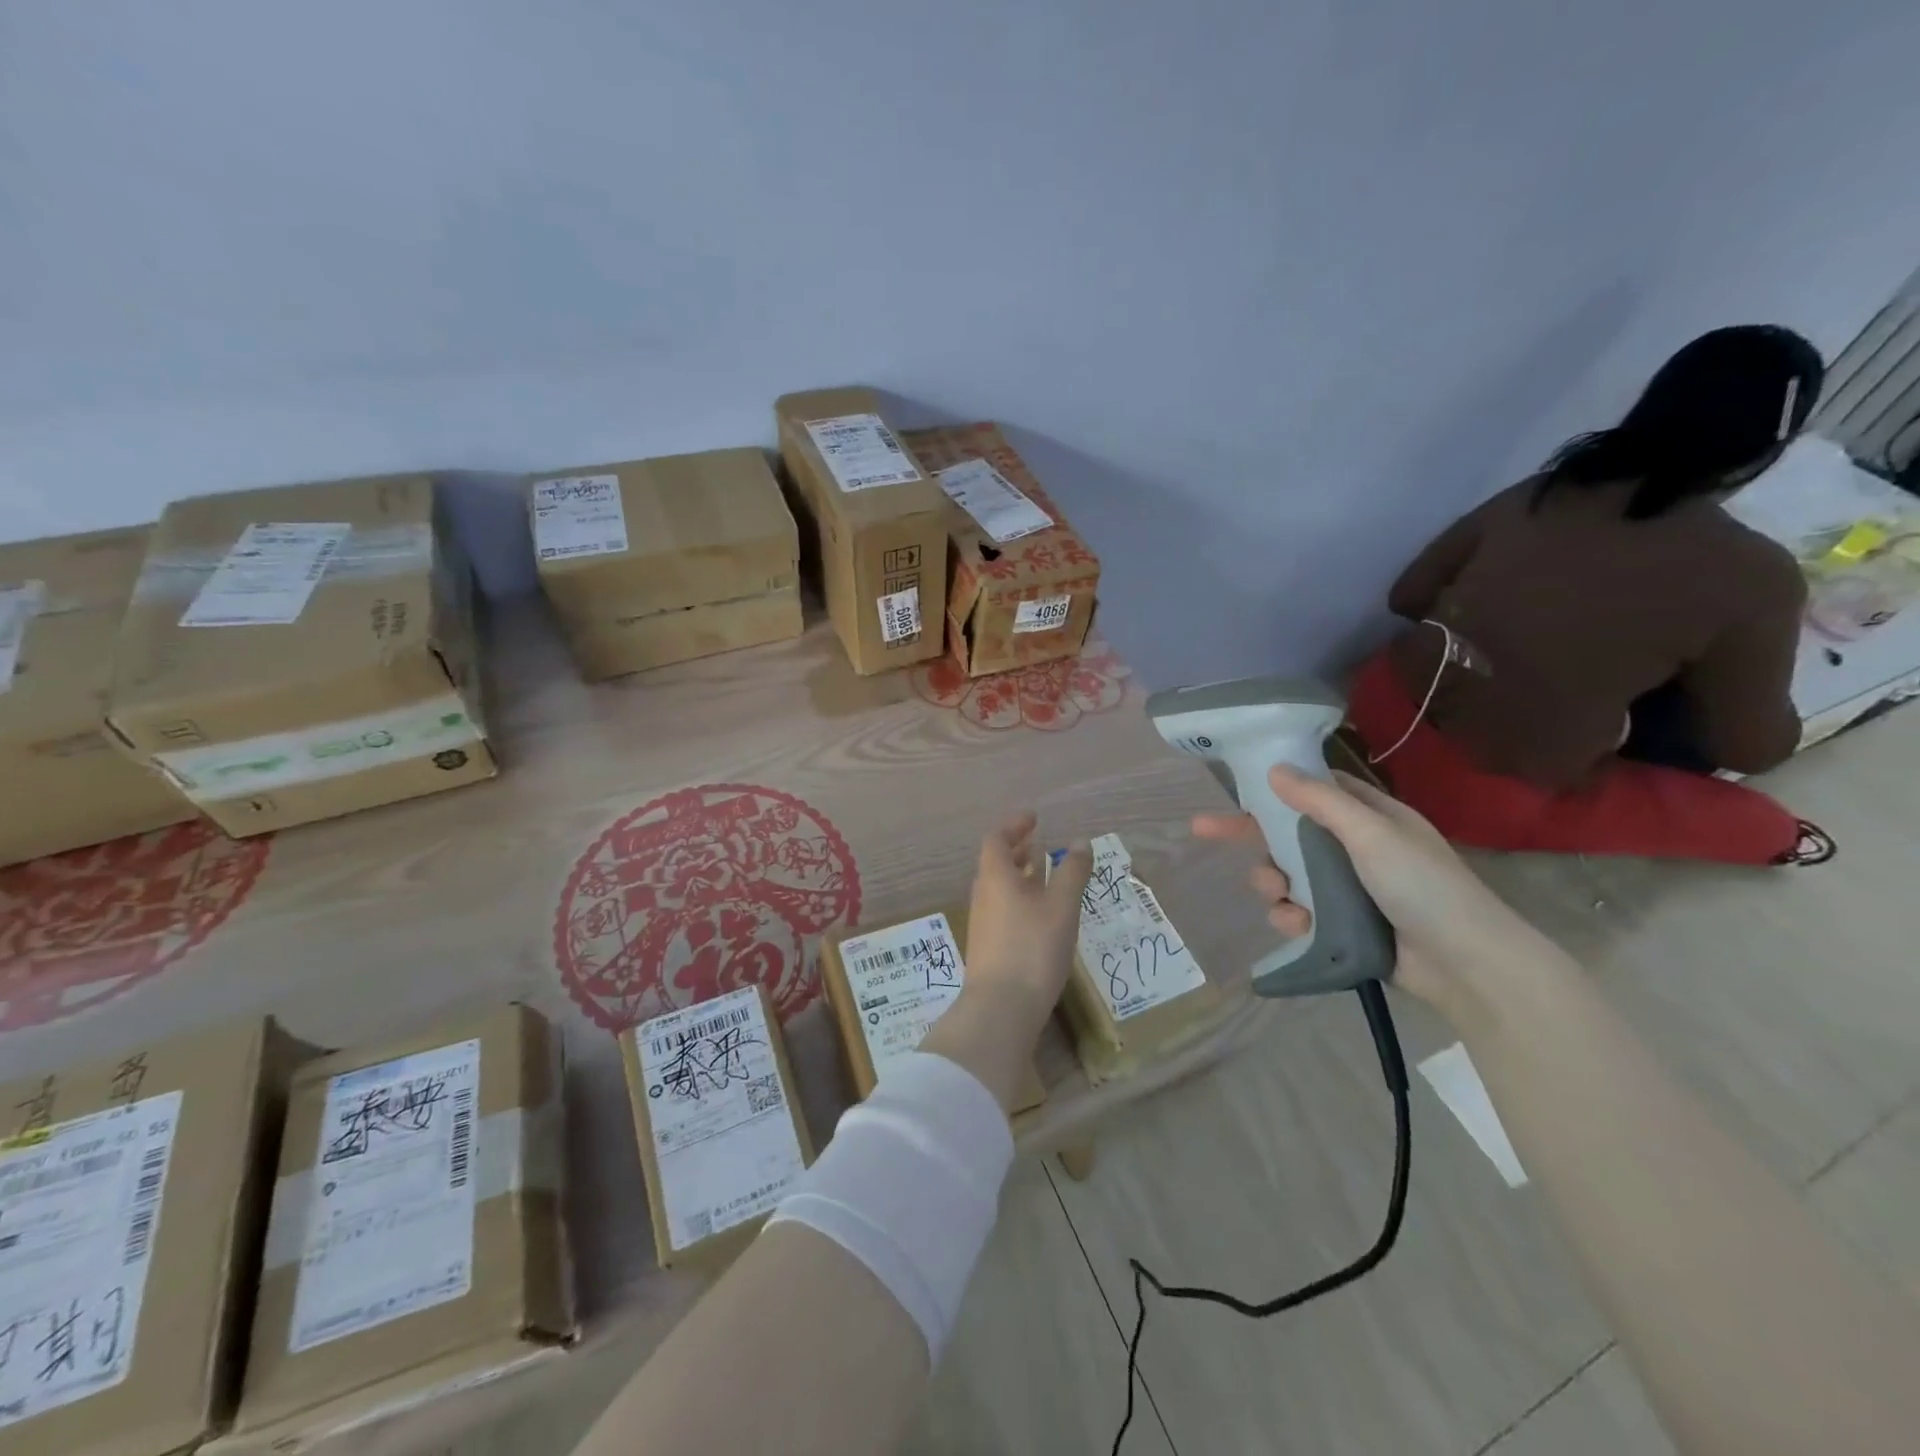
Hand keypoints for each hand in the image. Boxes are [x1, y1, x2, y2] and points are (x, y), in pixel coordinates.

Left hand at [920, 815, 1091, 1111]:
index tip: (1035, 819)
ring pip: (1001, 888)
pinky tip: (1042, 916)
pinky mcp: (989, 947)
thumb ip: (1072, 872)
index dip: (1014, 826)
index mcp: (996, 877)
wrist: (1001, 1009)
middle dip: (1018, 851)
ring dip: (1021, 876)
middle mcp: (984, 895)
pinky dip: (1021, 900)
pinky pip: (1004, 909)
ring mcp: (983, 923)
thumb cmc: (1033, 948)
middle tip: (1041, 845)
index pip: (997, 839)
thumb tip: (1080, 843)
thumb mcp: (1061, 906)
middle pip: (996, 863)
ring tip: (1046, 876)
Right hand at [1192, 766, 1545, 1014]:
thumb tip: (1274, 769)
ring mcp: (1348, 889)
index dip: (1273, 787)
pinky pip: (1299, 912)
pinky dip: (1290, 916)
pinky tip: (1296, 923)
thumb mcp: (1371, 834)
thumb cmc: (1422, 885)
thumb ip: (1321, 802)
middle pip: (1288, 833)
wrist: (1465, 964)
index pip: (1312, 791)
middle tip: (1203, 831)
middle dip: (1252, 837)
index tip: (1235, 787)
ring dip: (1272, 882)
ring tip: (1277, 895)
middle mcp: (1355, 848)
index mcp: (1369, 818)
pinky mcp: (1342, 925)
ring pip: (1286, 875)